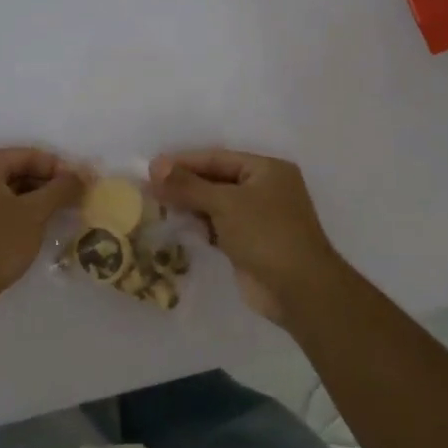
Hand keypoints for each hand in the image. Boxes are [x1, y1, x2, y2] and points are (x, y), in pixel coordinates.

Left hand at [0, 148, 82, 307]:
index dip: (58, 168)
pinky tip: (35, 224)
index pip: (27, 155)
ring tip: (59, 212)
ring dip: (32, 198)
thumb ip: (60, 189)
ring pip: (4, 190)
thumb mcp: (34, 214)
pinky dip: (15, 210)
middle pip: (15, 170)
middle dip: (45, 184)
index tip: (81, 183)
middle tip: (73, 199)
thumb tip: (81, 174)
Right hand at [149, 149, 344, 323]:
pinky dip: (199, 225)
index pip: (217, 158)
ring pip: (216, 204)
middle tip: (148, 188)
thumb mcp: (225, 203)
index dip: (184, 162)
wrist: (299, 289)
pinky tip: (176, 225)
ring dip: (189, 205)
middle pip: (216, 180)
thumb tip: (155, 166)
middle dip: (184, 185)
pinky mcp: (249, 243)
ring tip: (155, 205)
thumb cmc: (266, 234)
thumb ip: (188, 185)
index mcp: (266, 169)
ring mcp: (258, 217)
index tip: (151, 167)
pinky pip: (219, 226)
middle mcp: (264, 189)